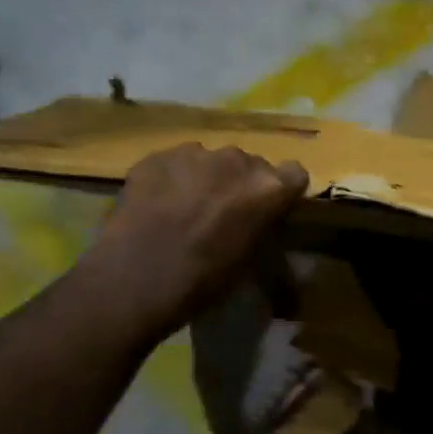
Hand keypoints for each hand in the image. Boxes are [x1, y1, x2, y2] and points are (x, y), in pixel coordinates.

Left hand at [82, 143, 308, 339]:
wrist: (137, 278)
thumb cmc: (205, 279)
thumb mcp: (253, 264)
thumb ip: (267, 236)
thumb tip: (270, 233)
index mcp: (268, 188)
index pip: (295, 174)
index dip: (284, 193)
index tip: (271, 212)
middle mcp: (236, 160)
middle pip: (252, 165)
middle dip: (243, 186)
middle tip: (226, 216)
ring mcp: (194, 153)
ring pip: (212, 161)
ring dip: (209, 180)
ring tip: (188, 211)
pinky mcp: (157, 156)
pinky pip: (177, 163)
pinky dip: (175, 180)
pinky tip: (160, 208)